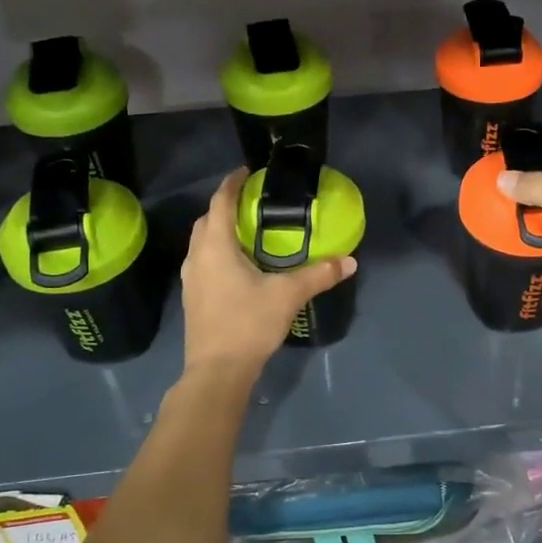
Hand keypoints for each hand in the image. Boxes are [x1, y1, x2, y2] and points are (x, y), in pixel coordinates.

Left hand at [180, 170, 355, 376]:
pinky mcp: (193, 298)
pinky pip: (204, 262)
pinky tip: (239, 265)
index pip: (220, 202)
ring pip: (202, 243)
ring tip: (247, 231)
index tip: (247, 171)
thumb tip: (350, 261)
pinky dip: (218, 252)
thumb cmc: (248, 323)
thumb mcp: (288, 295)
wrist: (217, 371)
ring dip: (220, 231)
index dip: (232, 183)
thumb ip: (319, 275)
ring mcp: (191, 279)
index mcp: (215, 246)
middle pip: (207, 220)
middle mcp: (197, 257)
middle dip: (225, 206)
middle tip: (252, 202)